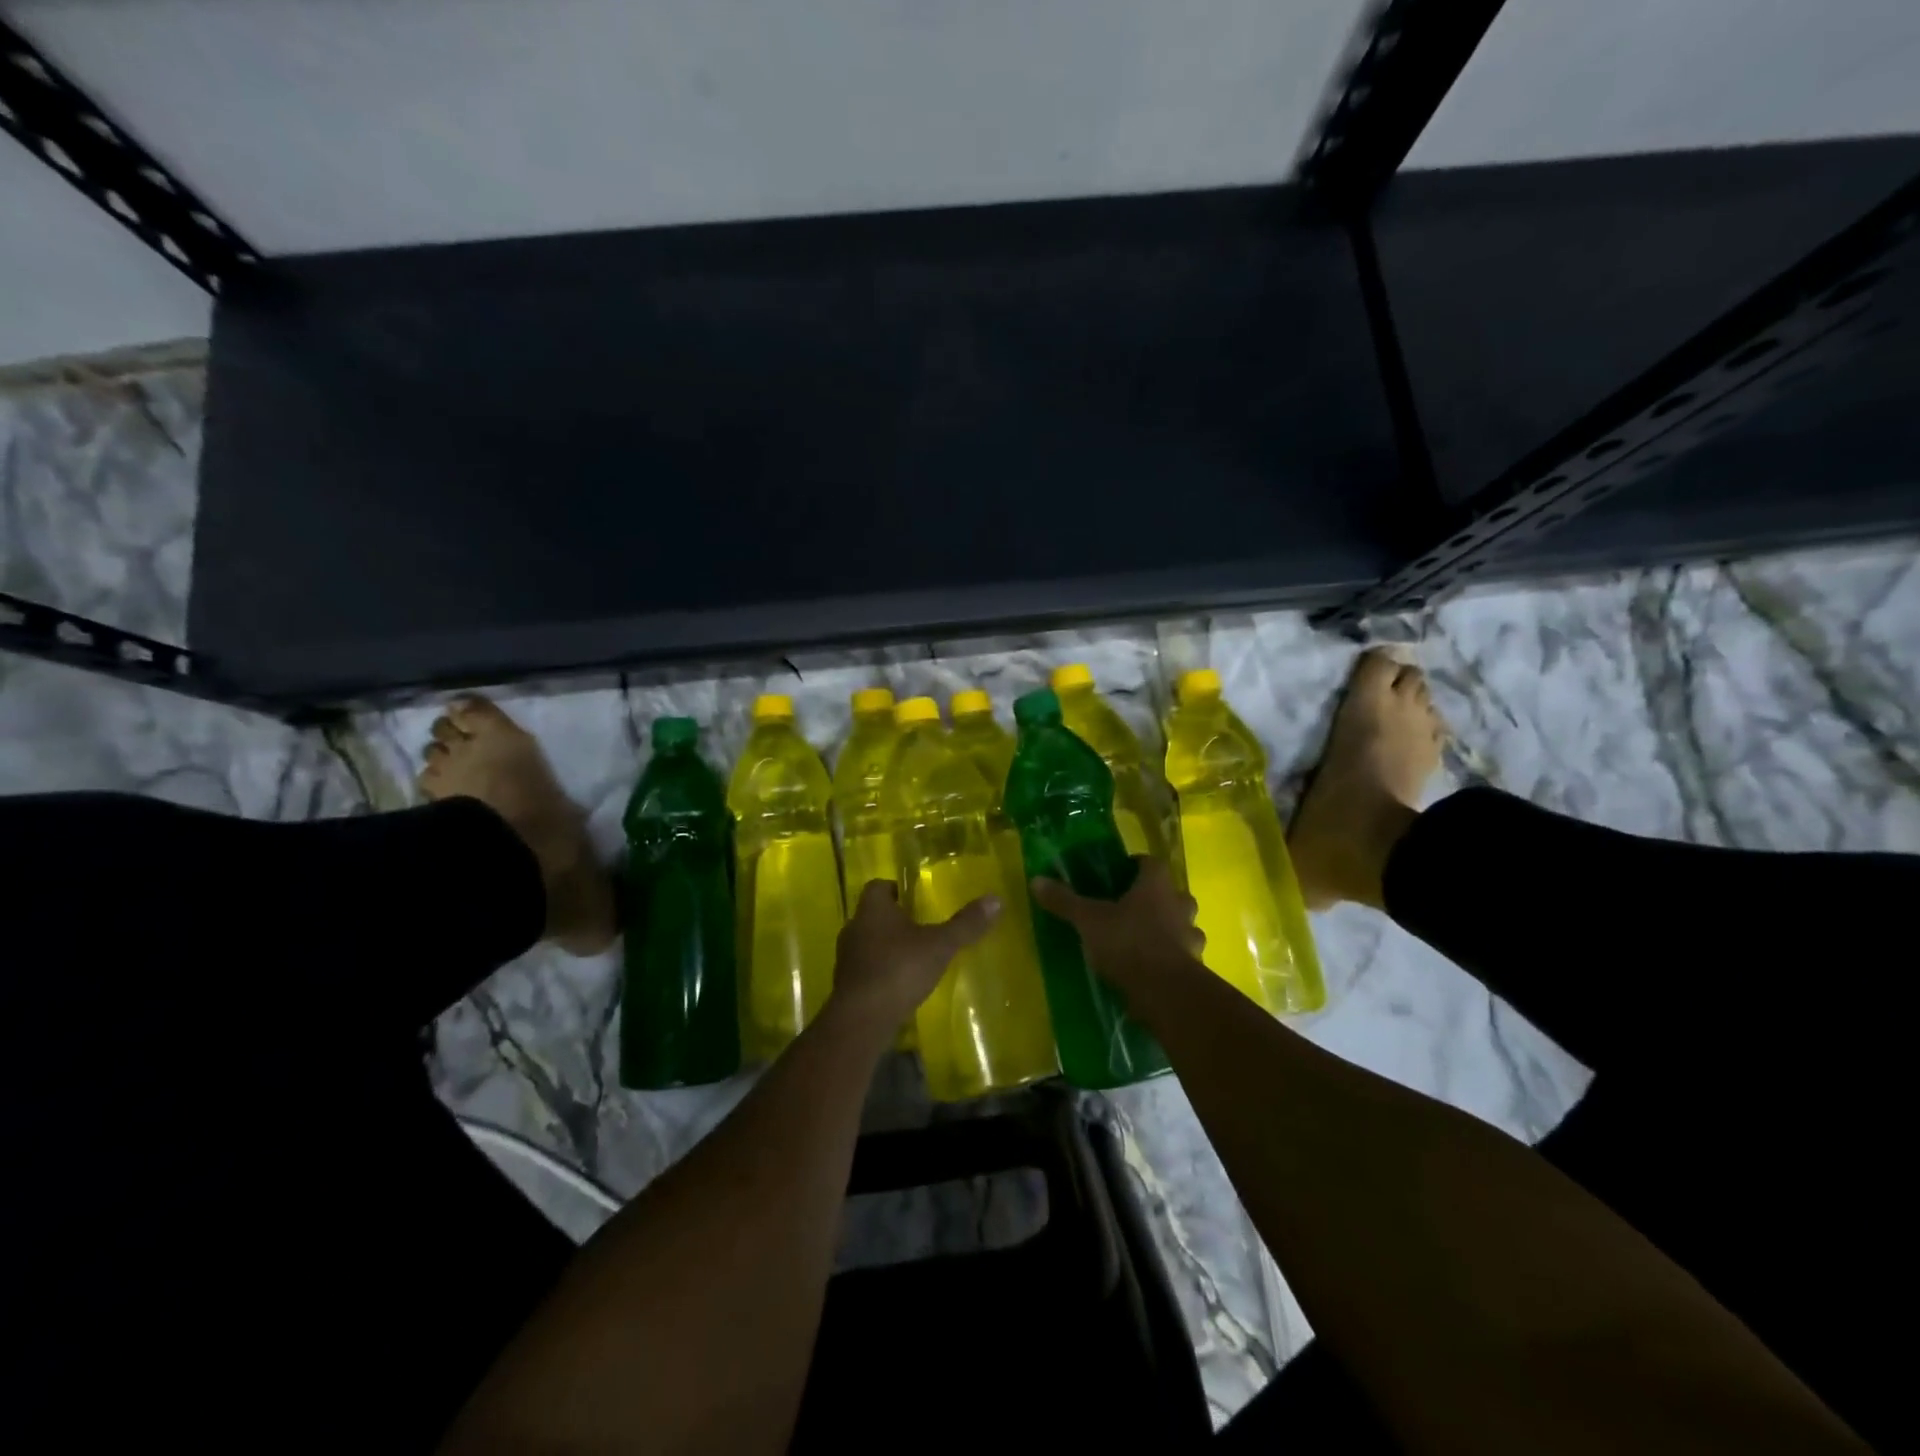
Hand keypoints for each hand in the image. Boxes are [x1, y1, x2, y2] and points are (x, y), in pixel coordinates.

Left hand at [827, 880, 1000, 1039]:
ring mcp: (846, 958)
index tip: (913, 898)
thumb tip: (996, 899)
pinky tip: (900, 983)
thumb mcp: (940, 945)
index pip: (878, 886)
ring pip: (867, 942)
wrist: (862, 1019)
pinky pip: (865, 969)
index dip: (894, 889)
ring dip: (886, 946)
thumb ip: (966, 924)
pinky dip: (880, 971)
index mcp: (873, 909)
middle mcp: (854, 927)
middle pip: (872, 914)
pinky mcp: (846, 985)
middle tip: (919, 926)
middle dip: (893, 919)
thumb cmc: (899, 969)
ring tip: (912, 956)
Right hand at [1029, 857, 1204, 996]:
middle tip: (1129, 910)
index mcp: (1156, 884)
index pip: (1150, 863)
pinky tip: (1151, 968)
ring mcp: (1191, 935)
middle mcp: (1180, 903)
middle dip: (1155, 900)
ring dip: (1167, 929)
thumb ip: (1064, 901)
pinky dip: (1171, 957)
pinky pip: (1183, 954)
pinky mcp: (1196, 964)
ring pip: (1182, 925)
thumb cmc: (1127, 943)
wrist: (1165, 992)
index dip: (1135, 867)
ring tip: (1141, 941)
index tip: (1117, 878)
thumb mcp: (1088, 920)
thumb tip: (1036, 880)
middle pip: (1170, 893)